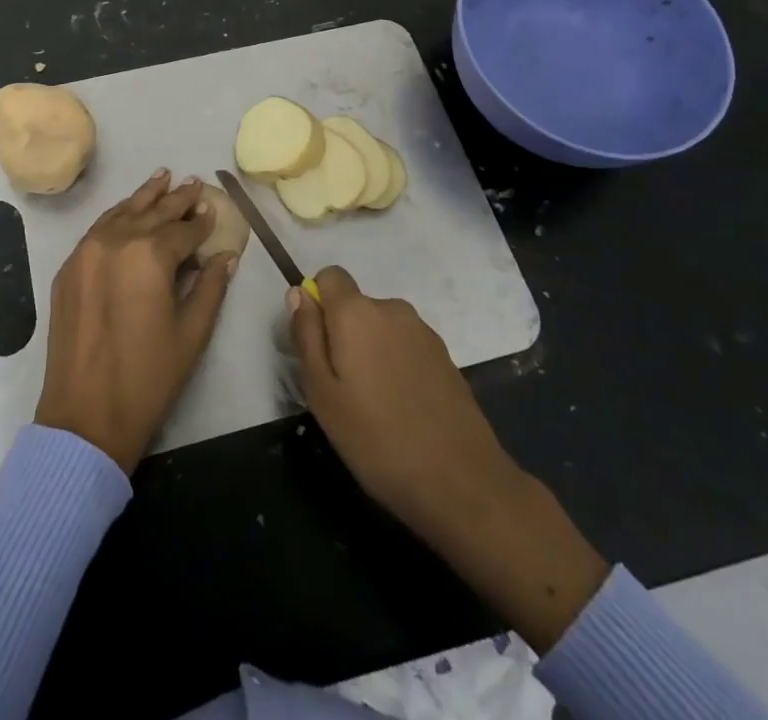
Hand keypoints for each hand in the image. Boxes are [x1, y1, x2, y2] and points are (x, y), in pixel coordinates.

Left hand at [34, 171, 238, 473]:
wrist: (84, 416)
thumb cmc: (148, 378)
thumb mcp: (191, 333)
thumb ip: (211, 287)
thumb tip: (227, 256)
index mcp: (150, 255)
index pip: (184, 230)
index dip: (202, 222)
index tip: (214, 209)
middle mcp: (116, 241)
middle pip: (153, 212)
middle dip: (177, 199)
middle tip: (194, 182)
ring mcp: (86, 251)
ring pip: (122, 212)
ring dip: (145, 196)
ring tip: (163, 177)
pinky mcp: (68, 267)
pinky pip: (98, 229)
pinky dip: (117, 215)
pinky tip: (128, 210)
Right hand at [289, 266, 607, 650]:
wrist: (467, 490)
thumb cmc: (380, 445)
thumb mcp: (323, 396)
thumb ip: (306, 336)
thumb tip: (300, 293)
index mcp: (361, 311)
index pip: (332, 277)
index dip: (320, 302)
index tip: (315, 342)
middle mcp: (395, 310)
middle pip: (358, 303)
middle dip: (343, 331)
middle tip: (338, 388)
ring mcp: (426, 334)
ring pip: (382, 328)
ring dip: (372, 352)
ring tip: (371, 409)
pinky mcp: (449, 361)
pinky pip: (408, 348)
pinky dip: (398, 368)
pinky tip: (403, 416)